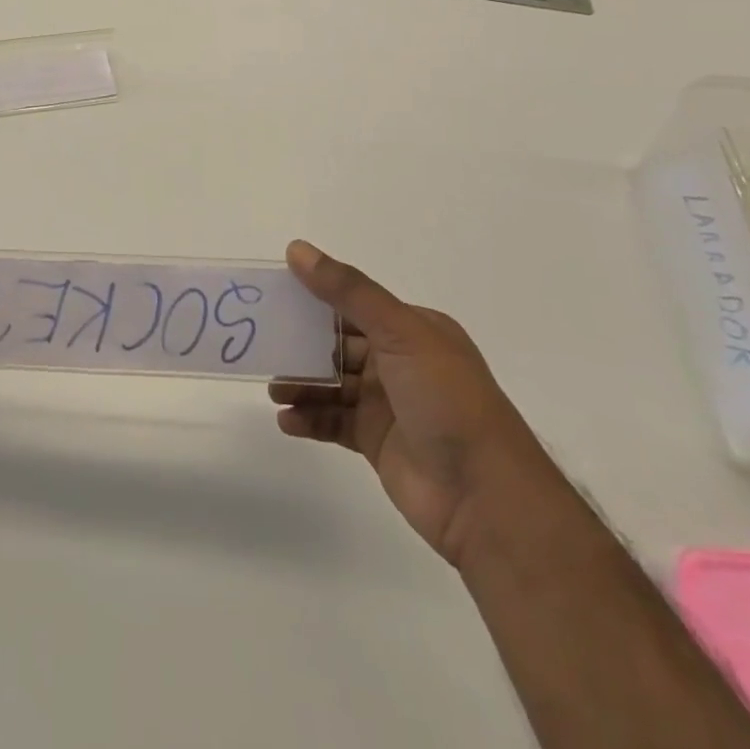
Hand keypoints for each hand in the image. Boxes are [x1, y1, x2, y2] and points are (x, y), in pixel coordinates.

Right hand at [269, 240, 568, 568]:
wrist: (486, 498)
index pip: (354, 305)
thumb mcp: (399, 333)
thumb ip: (347, 291)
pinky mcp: (377, 441)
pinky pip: (334, 421)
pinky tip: (286, 421)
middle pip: (338, 345)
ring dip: (301, 384)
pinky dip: (309, 418)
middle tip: (263, 346)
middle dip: (302, 345)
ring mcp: (389, 404)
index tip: (274, 297)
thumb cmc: (446, 401)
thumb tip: (297, 250)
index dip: (315, 299)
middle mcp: (400, 362)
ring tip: (273, 390)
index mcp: (413, 329)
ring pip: (332, 384)